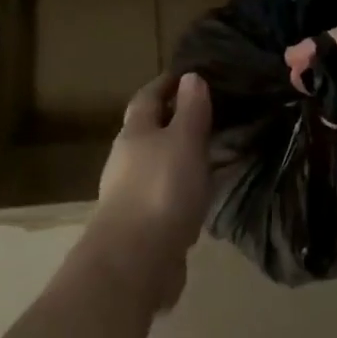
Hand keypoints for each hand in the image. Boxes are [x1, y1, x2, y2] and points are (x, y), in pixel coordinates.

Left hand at [86, 72, 213, 312]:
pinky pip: (164, 196)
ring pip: (157, 165)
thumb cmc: (161, 189)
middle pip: (148, 131)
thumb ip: (191, 110)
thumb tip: (190, 77)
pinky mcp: (140, 227)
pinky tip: (200, 196)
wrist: (134, 263)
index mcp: (134, 133)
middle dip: (173, 121)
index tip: (187, 75)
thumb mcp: (185, 140)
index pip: (147, 97)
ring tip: (210, 154)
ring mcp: (129, 195)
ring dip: (178, 157)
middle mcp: (126, 160)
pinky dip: (181, 189)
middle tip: (206, 114)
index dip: (165, 84)